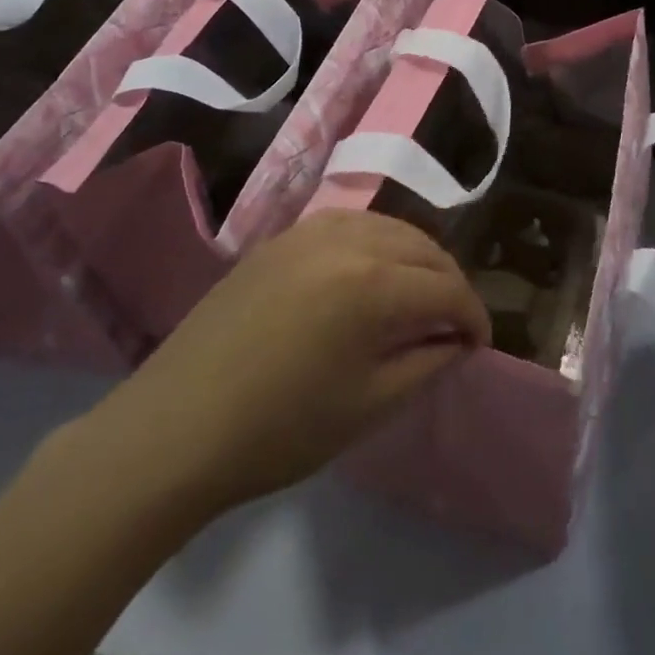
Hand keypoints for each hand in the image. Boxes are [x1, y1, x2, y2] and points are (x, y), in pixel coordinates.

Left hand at [76, 210, 488, 524]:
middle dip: (448, 283)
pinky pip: (349, 224)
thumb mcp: (369, 406)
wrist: (176, 428)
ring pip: (388, 227)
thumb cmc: (279, 430)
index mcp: (373, 284)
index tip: (478, 344)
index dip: (473, 317)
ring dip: (415, 257)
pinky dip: (376, 243)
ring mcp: (308, 232)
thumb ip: (426, 363)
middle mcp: (347, 240)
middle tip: (452, 323)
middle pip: (423, 248)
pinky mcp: (279, 239)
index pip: (446, 290)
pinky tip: (370, 272)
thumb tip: (456, 340)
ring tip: (417, 296)